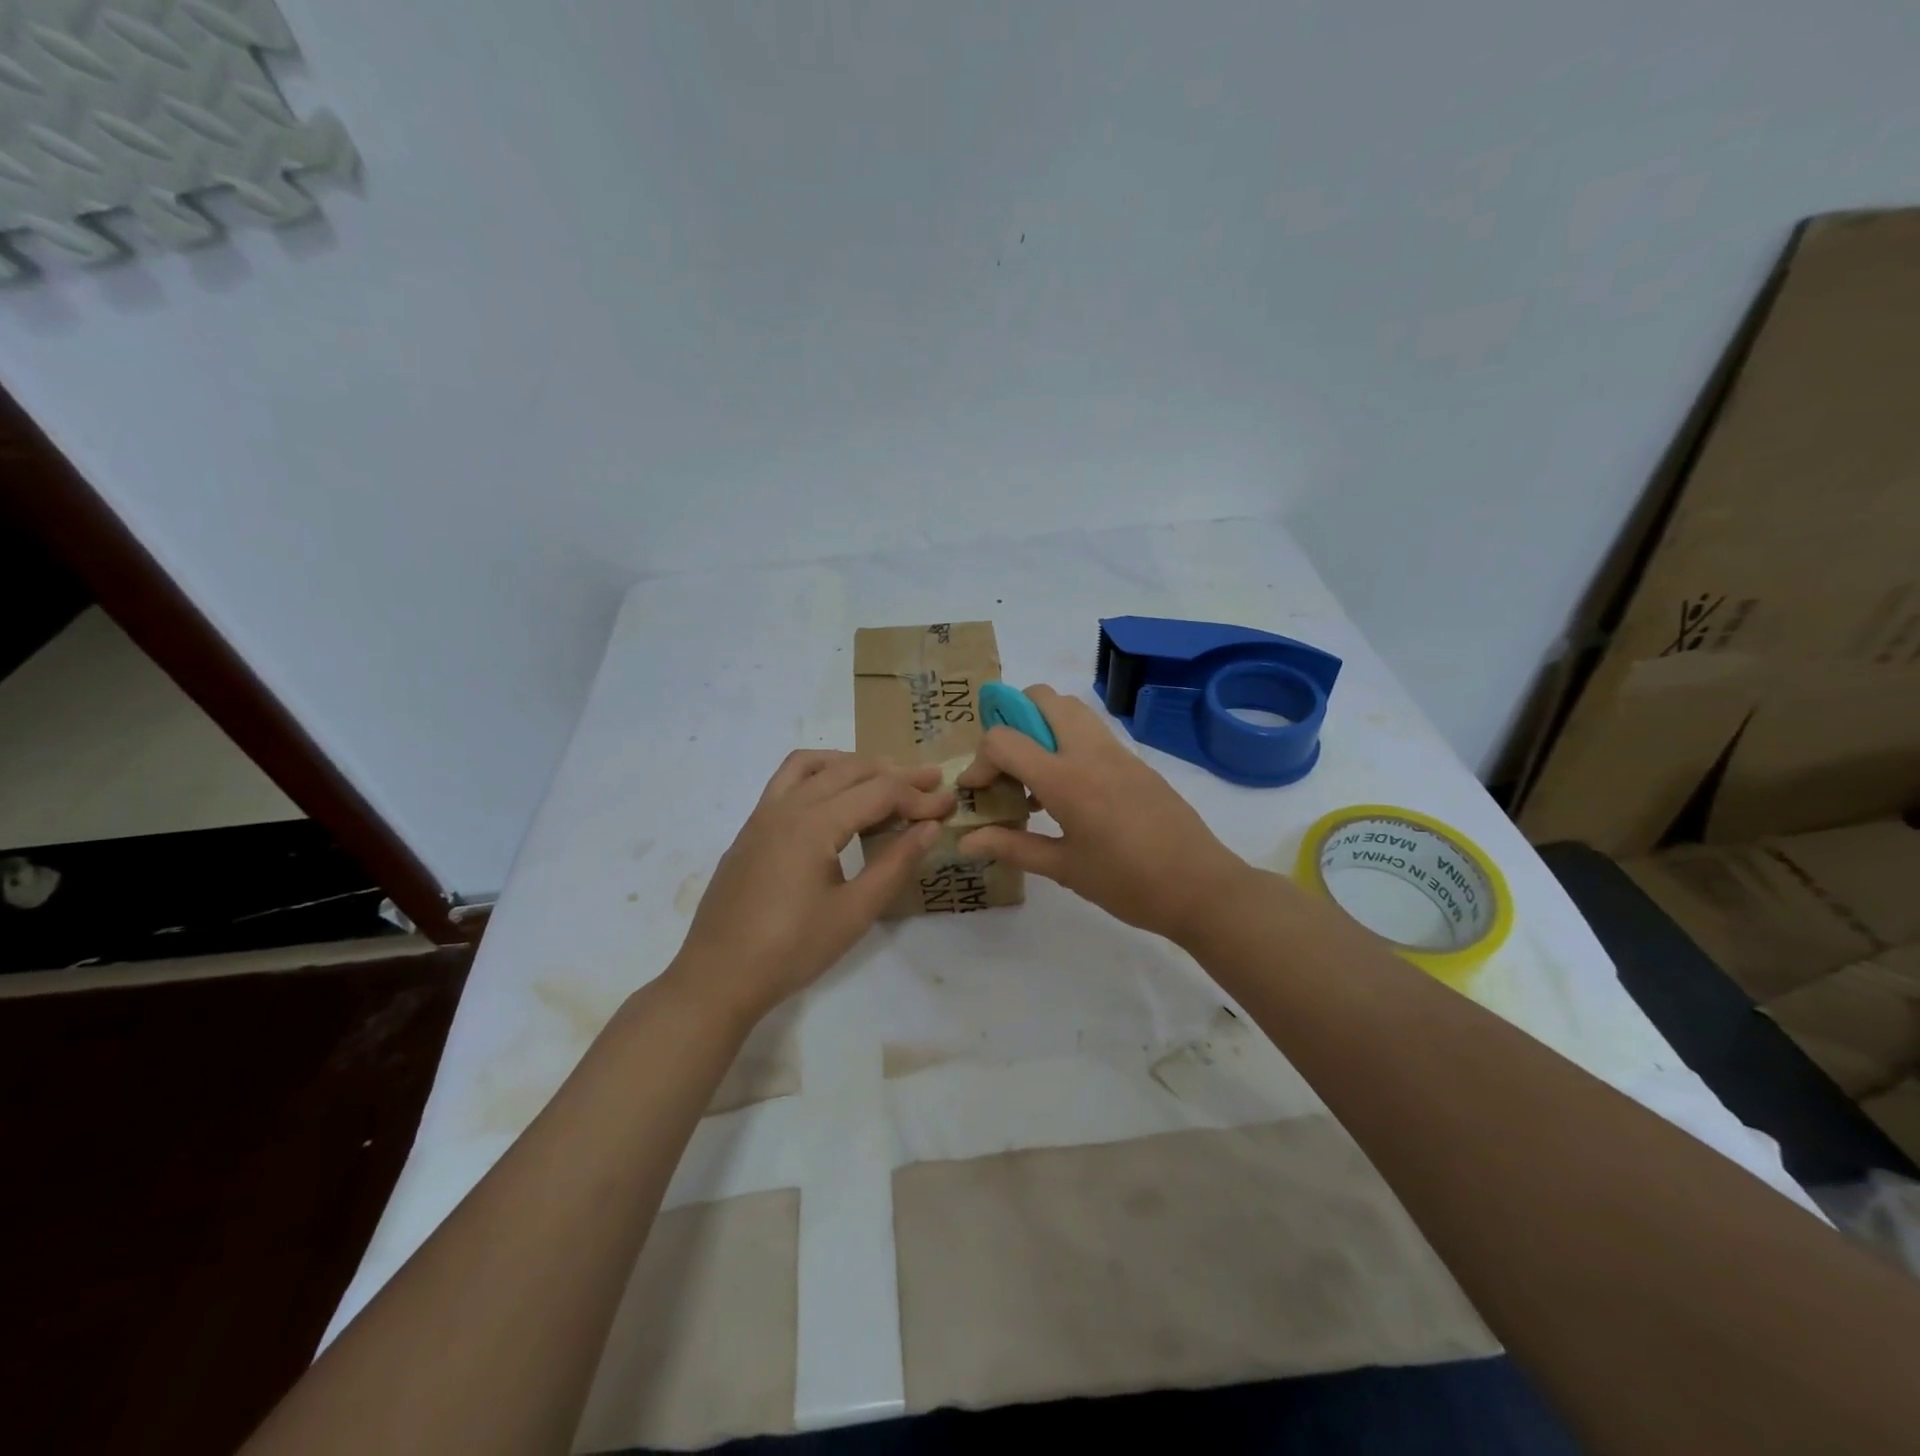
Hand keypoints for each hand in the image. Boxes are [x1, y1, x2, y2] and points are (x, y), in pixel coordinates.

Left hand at [668, 751, 953, 1023]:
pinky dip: (820, 772)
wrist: (718, 977)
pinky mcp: (751, 828)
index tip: (949, 806)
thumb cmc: (792, 950)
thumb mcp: (855, 912)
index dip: (918, 797)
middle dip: (895, 774)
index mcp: (814, 823)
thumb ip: (896, 863)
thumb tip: (930, 827)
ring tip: (885, 778)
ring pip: (815, 764)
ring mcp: (763, 813)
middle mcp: (787, 805)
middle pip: (851, 769)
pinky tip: (834, 796)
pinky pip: (788, 779)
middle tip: (931, 784)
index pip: (879, 793)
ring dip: (855, 764)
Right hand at [956, 685, 1253, 944]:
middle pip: (1042, 697)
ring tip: (1035, 775)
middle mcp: (1090, 751)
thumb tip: (965, 840)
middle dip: (1011, 718)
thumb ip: (1012, 846)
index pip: (1004, 739)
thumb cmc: (1128, 884)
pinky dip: (1068, 740)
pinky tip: (1069, 790)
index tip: (977, 791)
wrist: (1202, 887)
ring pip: (1070, 708)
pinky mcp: (1136, 760)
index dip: (979, 761)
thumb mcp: (1064, 869)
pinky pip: (1092, 730)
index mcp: (1066, 779)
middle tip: (1006, 764)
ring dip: (1042, 725)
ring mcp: (1117, 751)